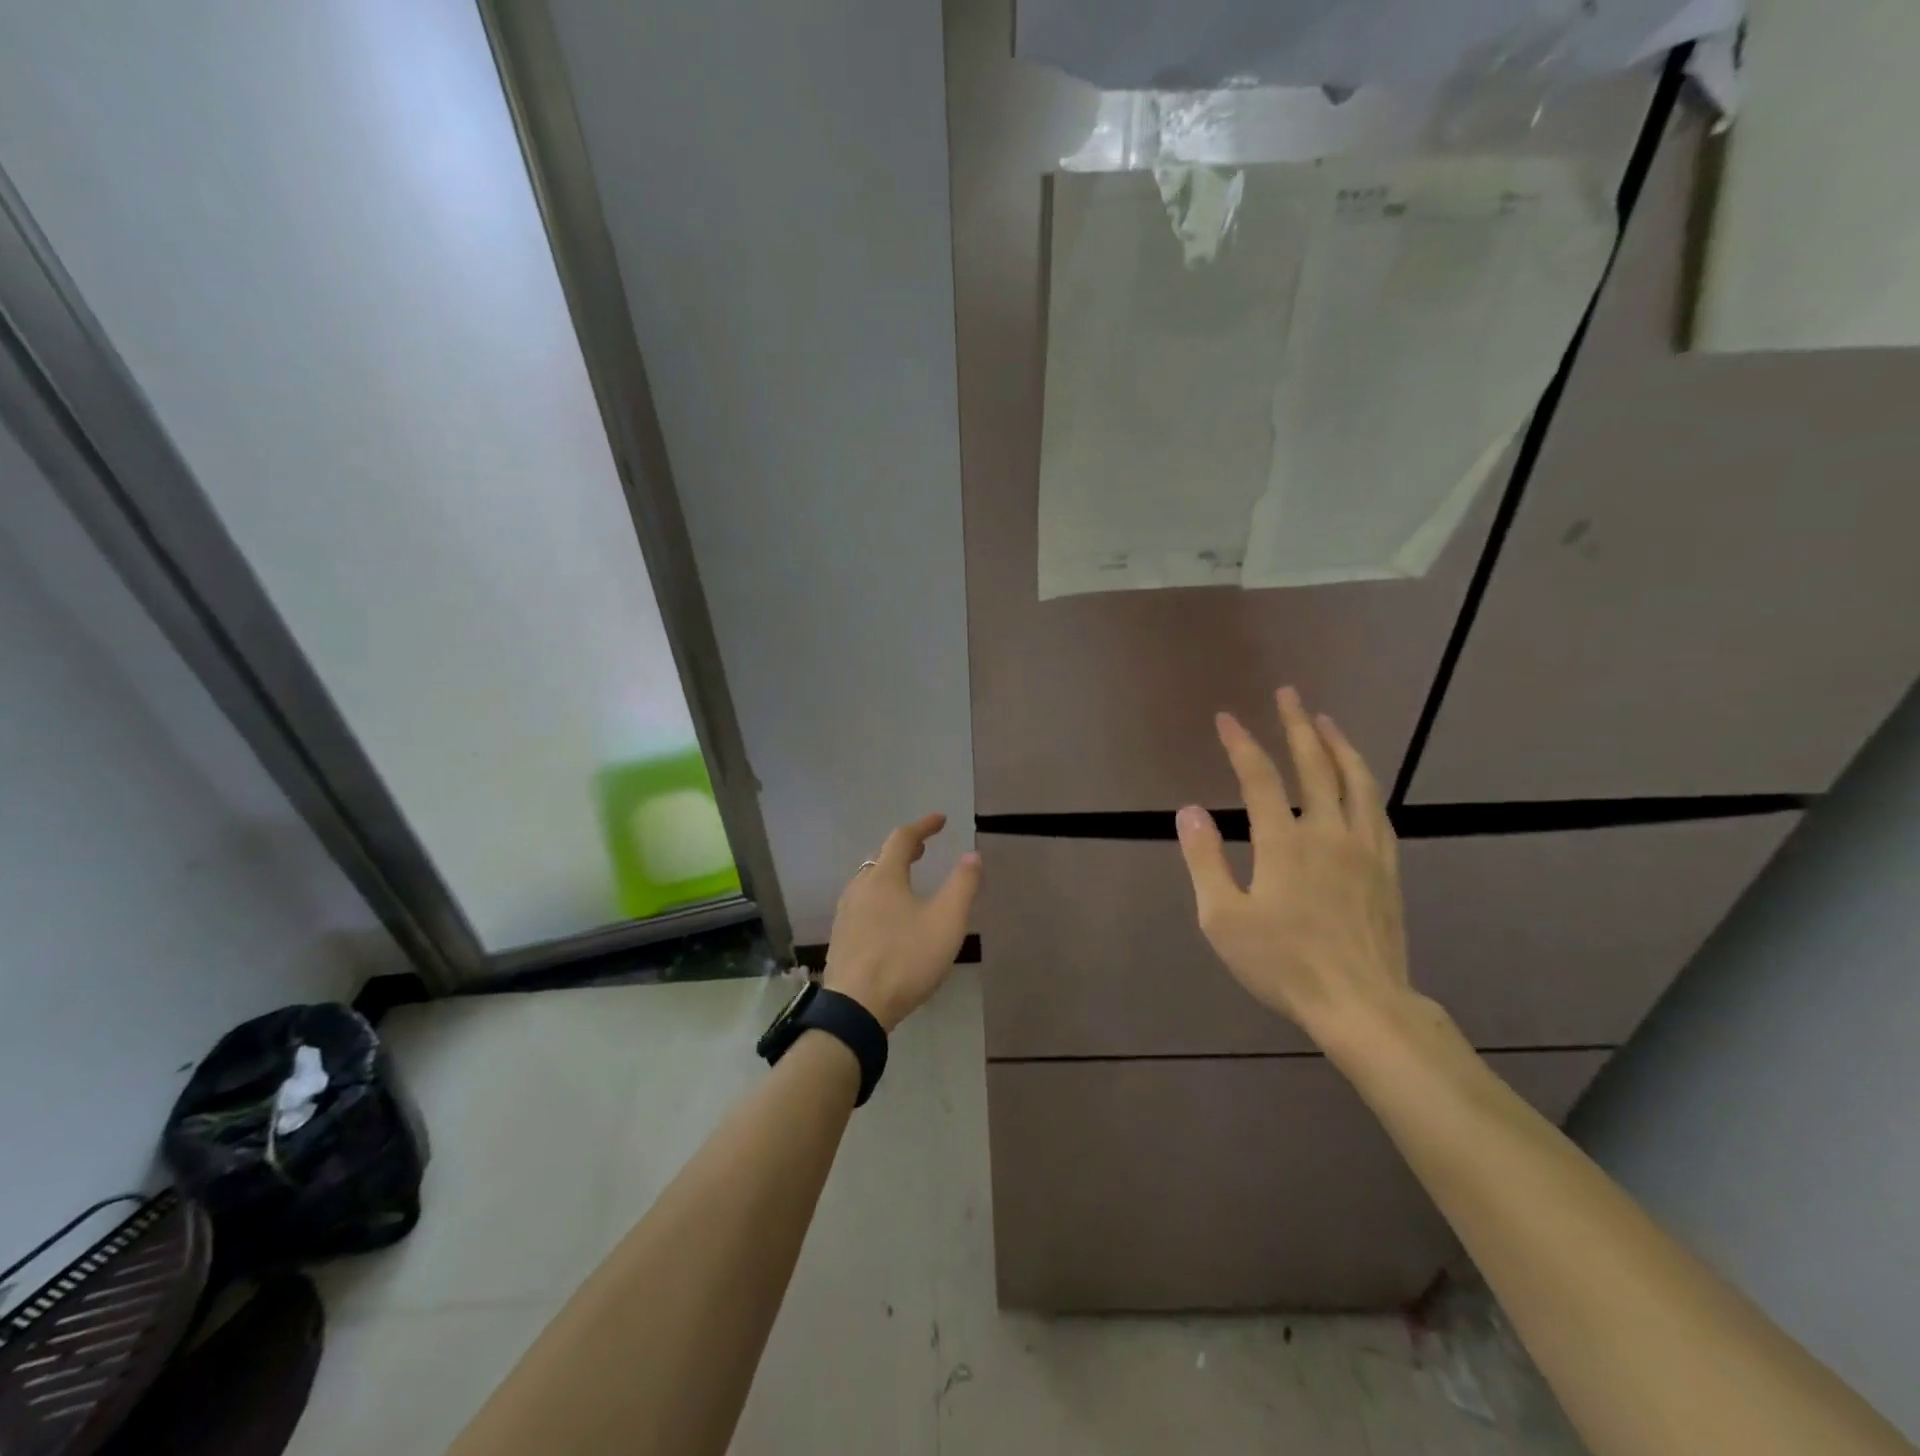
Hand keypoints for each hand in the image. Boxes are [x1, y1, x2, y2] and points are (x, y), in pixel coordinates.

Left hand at [822, 813, 980, 1032]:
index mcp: (884, 877)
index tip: (941, 819)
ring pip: (868, 881)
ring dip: (889, 872)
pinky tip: (888, 916)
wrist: (856, 1008)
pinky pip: (862, 903)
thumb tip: (972, 854)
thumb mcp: (946, 922)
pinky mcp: (841, 937)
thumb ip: (962, 885)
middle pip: (881, 857)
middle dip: (904, 849)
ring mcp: (846, 913)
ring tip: (907, 879)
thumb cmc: (906, 959)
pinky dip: (879, 895)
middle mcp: (859, 888)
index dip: (923, 826)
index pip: (902, 838)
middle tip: (924, 849)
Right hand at [1175, 687, 1413, 1044]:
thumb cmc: (1283, 965)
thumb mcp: (1223, 919)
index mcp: (1285, 843)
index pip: (1260, 778)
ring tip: (1325, 721)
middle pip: (1316, 765)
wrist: (1361, 1004)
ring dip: (1339, 745)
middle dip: (1297, 725)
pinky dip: (1365, 783)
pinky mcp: (1387, 868)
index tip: (1226, 718)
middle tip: (1288, 693)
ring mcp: (1365, 848)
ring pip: (1357, 781)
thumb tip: (1190, 810)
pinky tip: (1359, 780)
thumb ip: (1205, 860)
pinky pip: (1378, 811)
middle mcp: (1328, 833)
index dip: (1241, 744)